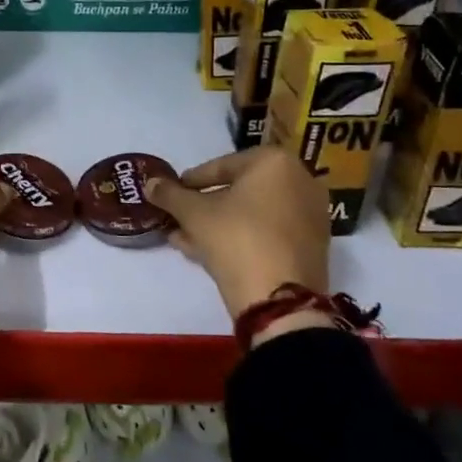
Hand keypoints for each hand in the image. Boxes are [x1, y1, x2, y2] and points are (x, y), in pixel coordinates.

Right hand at [146, 147, 333, 322]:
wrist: (279, 299)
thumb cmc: (236, 238)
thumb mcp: (194, 213)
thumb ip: (170, 194)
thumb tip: (150, 183)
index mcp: (275, 162)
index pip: (221, 166)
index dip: (191, 181)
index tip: (173, 193)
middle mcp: (299, 181)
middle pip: (239, 190)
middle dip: (205, 206)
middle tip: (178, 217)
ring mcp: (309, 216)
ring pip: (252, 214)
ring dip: (217, 224)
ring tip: (185, 238)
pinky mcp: (311, 247)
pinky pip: (267, 233)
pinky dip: (241, 237)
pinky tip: (208, 253)